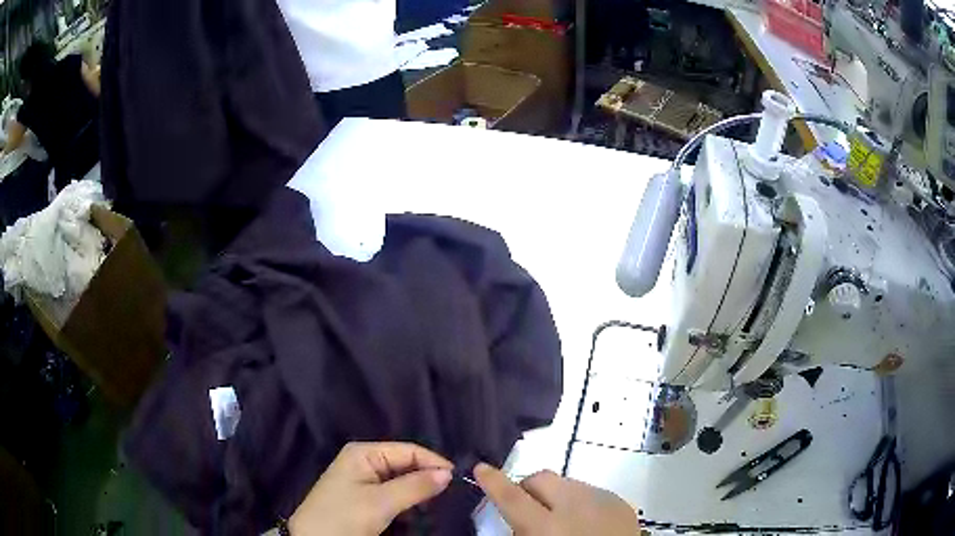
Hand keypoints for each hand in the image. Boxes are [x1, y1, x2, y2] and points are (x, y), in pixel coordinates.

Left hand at [289, 442, 452, 535]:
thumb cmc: (344, 516)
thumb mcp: (381, 502)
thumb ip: (415, 486)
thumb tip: (448, 474)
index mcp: (364, 452)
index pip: (408, 450)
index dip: (434, 463)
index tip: (458, 480)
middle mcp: (364, 460)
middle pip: (405, 463)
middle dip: (427, 477)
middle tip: (451, 494)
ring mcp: (362, 478)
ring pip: (401, 479)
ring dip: (419, 490)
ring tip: (438, 502)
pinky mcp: (363, 495)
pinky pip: (393, 491)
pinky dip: (408, 499)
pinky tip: (419, 508)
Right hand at [473, 463, 639, 534]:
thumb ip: (522, 533)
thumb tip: (515, 522)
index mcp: (549, 527)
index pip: (513, 497)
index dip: (494, 482)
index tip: (482, 468)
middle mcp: (575, 506)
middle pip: (541, 479)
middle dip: (527, 487)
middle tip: (524, 508)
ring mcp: (602, 500)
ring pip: (566, 483)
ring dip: (555, 496)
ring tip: (560, 520)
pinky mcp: (620, 502)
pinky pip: (590, 491)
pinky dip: (579, 502)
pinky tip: (584, 522)